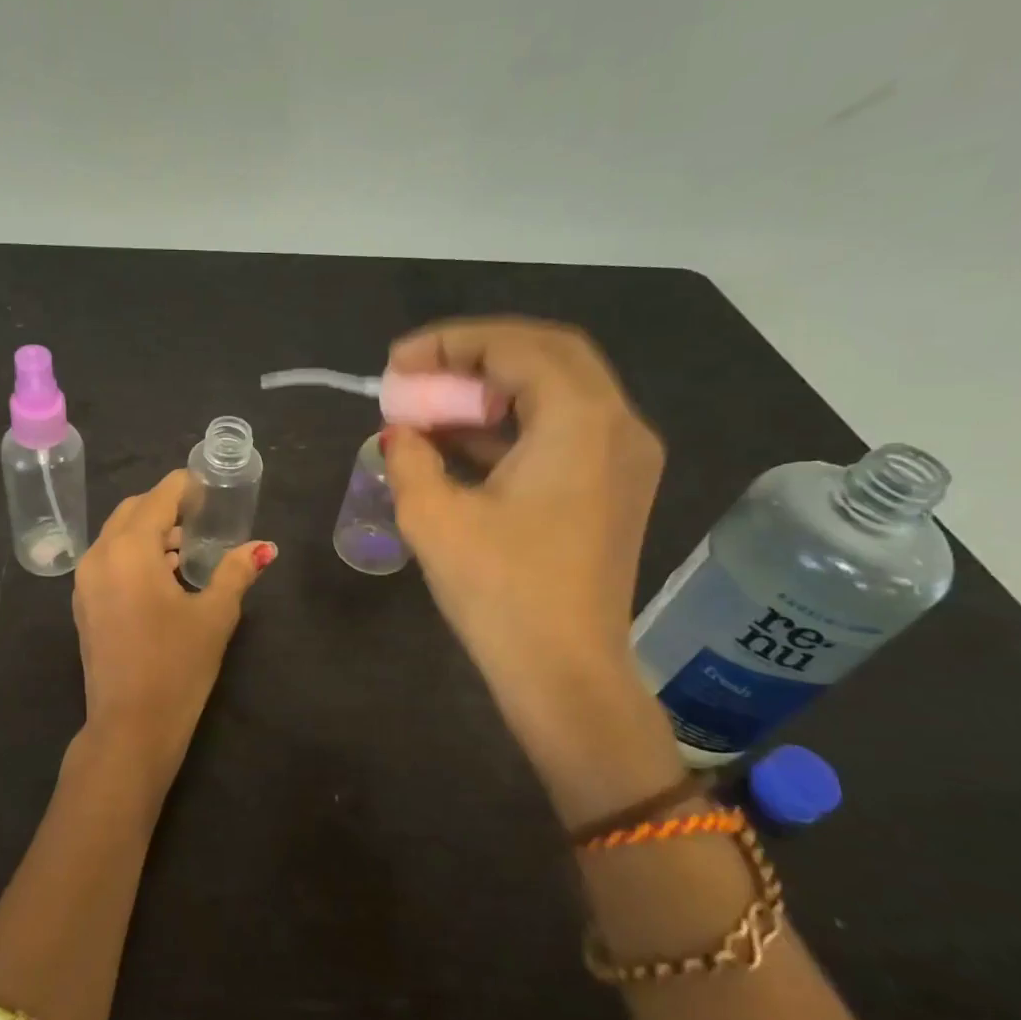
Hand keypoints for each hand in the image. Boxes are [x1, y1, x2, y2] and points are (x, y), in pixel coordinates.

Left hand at [70, 470, 275, 794]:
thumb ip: (237, 572)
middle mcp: (99, 555)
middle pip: (132, 511)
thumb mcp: (214, 615)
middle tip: (201, 517)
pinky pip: (108, 560)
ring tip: (186, 549)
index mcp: (130, 549)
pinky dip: (133, 554)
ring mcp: (84, 581)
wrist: (130, 727)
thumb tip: (263, 548)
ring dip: (149, 532)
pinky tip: (162, 577)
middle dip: (165, 506)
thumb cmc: (177, 666)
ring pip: (117, 536)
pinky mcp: (83, 604)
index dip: (185, 486)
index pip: (158, 497)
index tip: (210, 487)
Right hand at [384, 318, 682, 816]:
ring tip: (430, 407)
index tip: (396, 362)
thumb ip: (409, 456)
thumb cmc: (500, 592)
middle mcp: (618, 424)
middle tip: (418, 374)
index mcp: (580, 421)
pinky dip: (512, 424)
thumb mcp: (433, 517)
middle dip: (474, 357)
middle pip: (546, 355)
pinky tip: (461, 441)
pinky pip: (562, 430)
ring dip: (491, 391)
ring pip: (556, 391)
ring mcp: (624, 457)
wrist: (565, 675)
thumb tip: (400, 433)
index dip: (449, 344)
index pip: (516, 347)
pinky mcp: (614, 487)